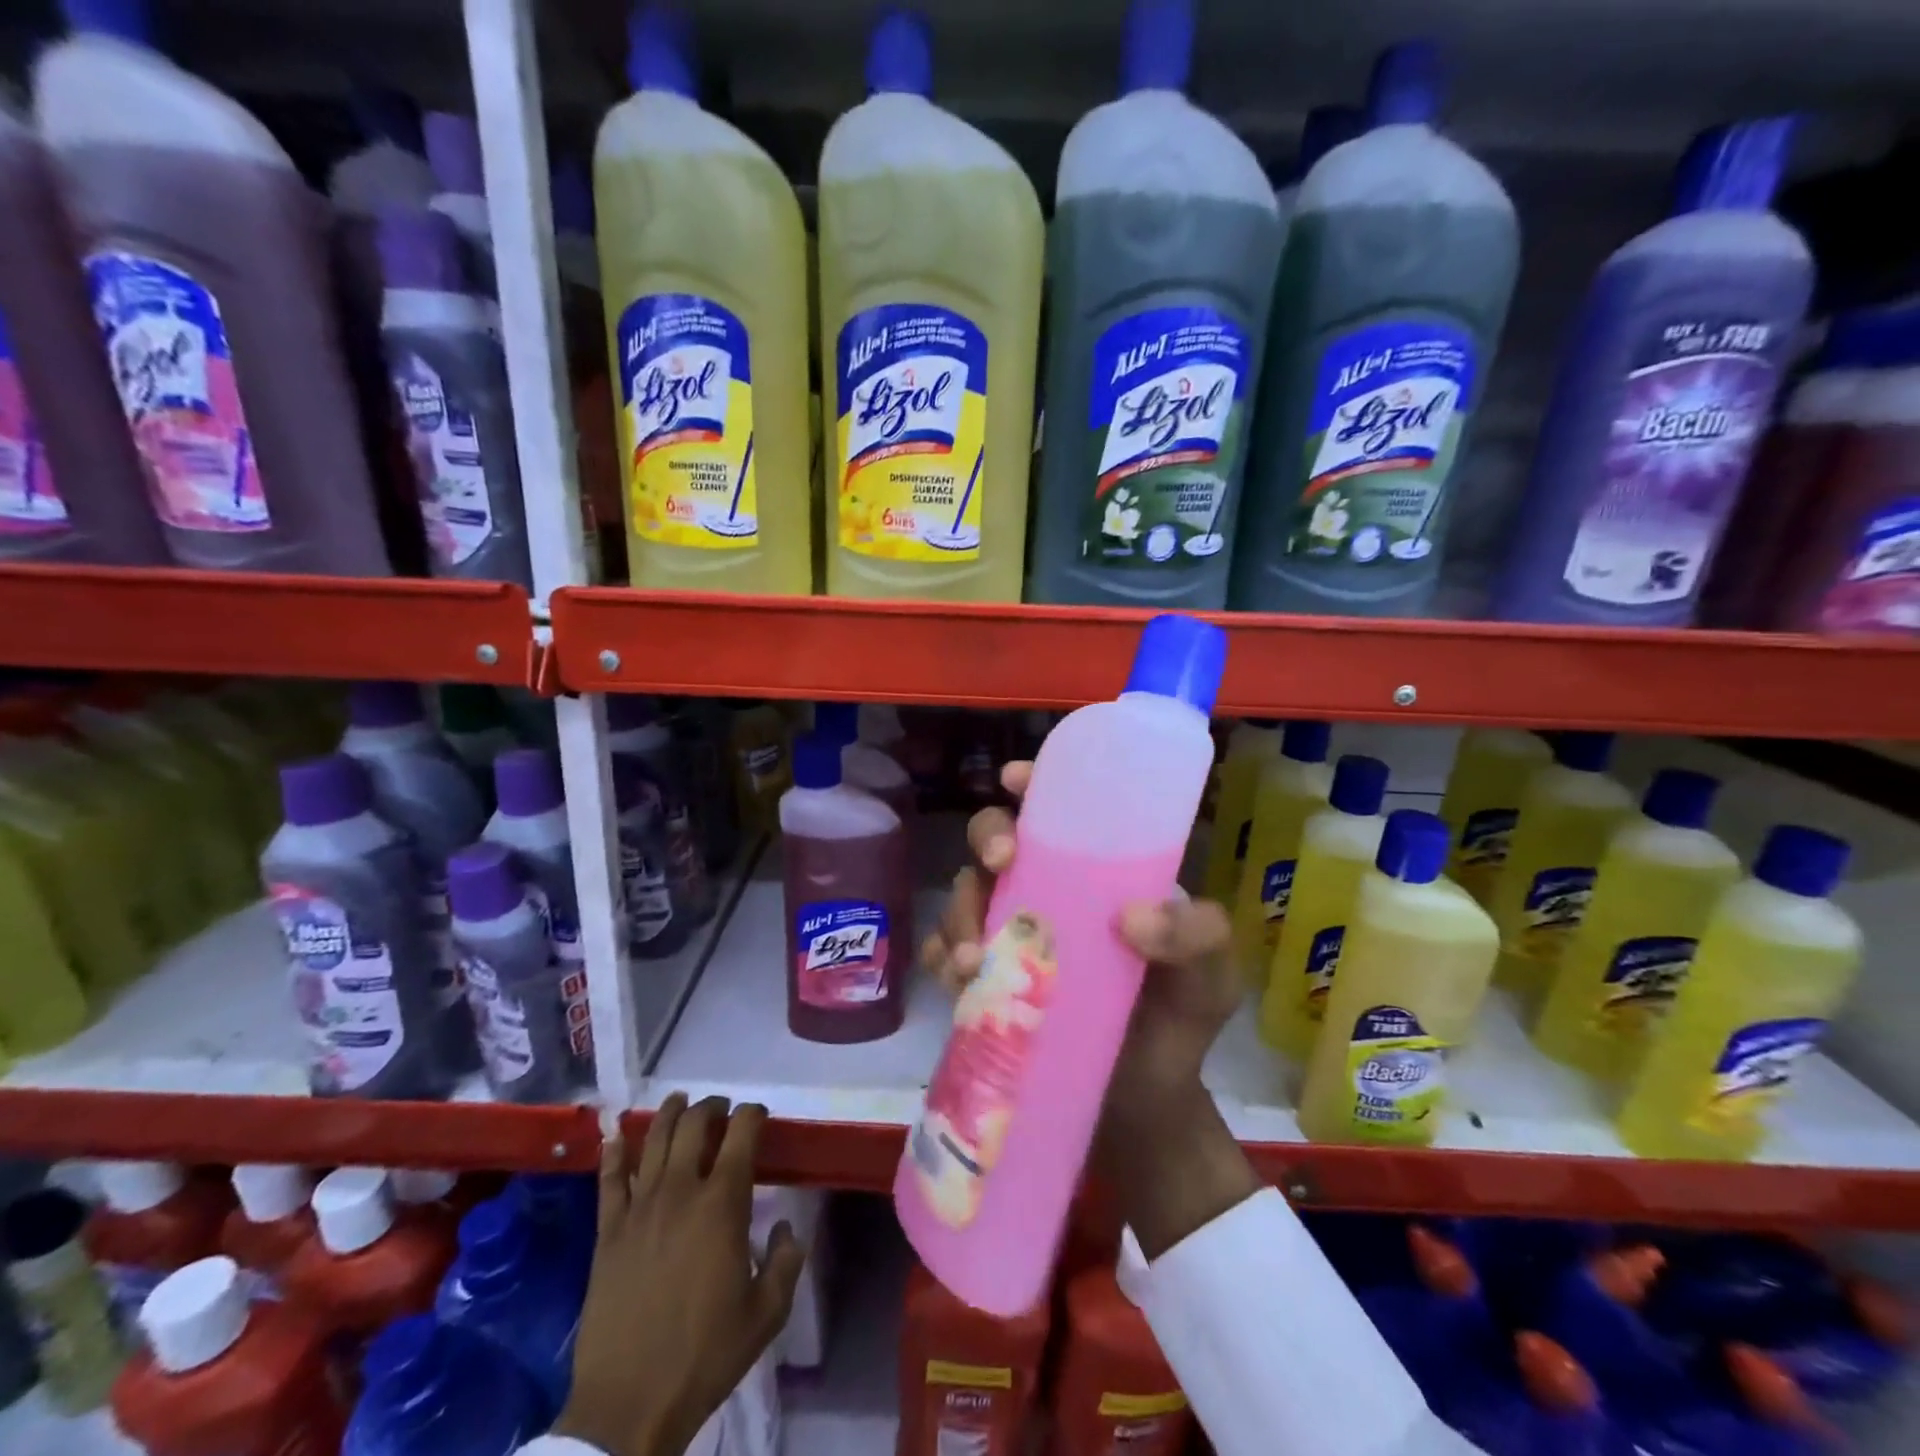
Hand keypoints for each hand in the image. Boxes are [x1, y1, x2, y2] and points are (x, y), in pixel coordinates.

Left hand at [555, 1096, 804, 1455]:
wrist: (627, 1405)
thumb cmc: (704, 1356)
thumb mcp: (767, 1313)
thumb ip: (787, 1260)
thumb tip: (786, 1227)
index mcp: (723, 1203)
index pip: (742, 1132)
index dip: (754, 1113)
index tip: (759, 1116)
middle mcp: (681, 1190)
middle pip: (695, 1123)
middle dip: (713, 1106)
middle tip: (722, 1109)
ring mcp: (639, 1208)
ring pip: (654, 1139)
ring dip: (670, 1113)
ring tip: (680, 1102)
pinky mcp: (607, 1232)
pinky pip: (610, 1179)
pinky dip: (615, 1151)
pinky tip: (617, 1134)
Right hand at [923, 761, 1258, 1257]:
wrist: (1144, 1109)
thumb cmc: (1179, 1023)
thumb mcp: (1212, 975)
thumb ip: (1197, 936)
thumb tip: (1131, 919)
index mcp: (1096, 875)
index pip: (1059, 813)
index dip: (1033, 786)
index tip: (1016, 781)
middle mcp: (1046, 893)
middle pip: (996, 841)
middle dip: (988, 837)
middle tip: (1002, 862)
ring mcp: (1010, 937)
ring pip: (963, 895)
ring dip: (959, 912)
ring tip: (976, 959)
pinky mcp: (985, 983)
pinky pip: (946, 955)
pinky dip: (941, 959)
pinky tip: (956, 980)